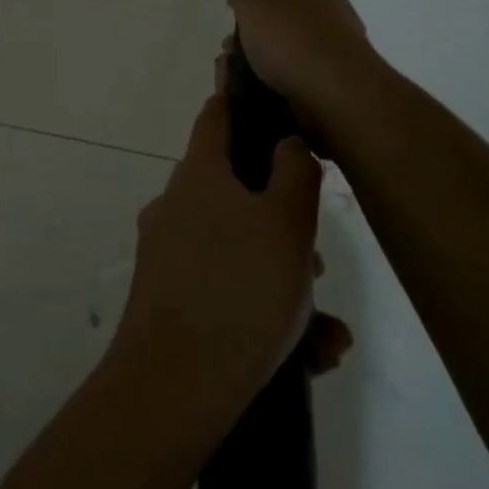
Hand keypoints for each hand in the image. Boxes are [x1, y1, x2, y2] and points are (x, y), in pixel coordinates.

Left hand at [114, 91, 347, 421]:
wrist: (174, 386)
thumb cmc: (239, 289)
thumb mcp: (286, 223)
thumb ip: (294, 172)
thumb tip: (286, 142)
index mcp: (198, 176)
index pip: (217, 117)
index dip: (241, 103)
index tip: (268, 102)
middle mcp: (175, 207)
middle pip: (236, 192)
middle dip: (282, 221)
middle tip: (316, 262)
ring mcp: (167, 255)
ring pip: (238, 249)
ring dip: (282, 275)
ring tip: (322, 326)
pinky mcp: (168, 299)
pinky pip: (226, 290)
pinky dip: (264, 310)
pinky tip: (310, 353)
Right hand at [224, 0, 382, 143]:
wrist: (336, 98)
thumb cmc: (294, 38)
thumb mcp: (253, 2)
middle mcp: (333, 10)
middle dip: (266, 9)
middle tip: (239, 21)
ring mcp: (335, 47)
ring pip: (291, 38)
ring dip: (263, 46)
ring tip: (233, 59)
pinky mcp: (330, 81)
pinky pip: (293, 70)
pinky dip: (271, 74)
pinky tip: (249, 83)